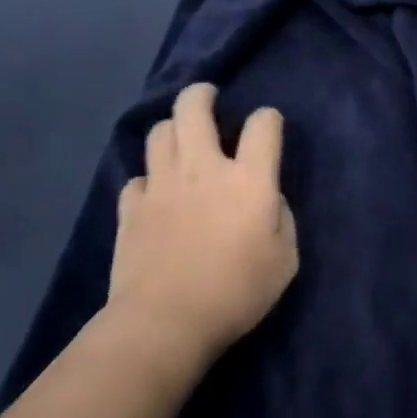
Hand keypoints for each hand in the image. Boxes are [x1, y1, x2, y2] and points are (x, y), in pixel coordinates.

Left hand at [111, 82, 298, 366]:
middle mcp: (203, 168)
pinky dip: (149, 179)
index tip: (267, 130)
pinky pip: (137, 177)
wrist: (164, 323)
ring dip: (173, 129)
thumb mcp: (285, 260)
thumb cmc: (236, 292)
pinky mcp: (131, 208)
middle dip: (202, 95)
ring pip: (159, 132)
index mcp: (248, 178)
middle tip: (209, 99)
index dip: (268, 119)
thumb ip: (282, 218)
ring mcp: (161, 185)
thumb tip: (268, 199)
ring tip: (182, 140)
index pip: (263, 124)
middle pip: (193, 108)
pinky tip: (157, 194)